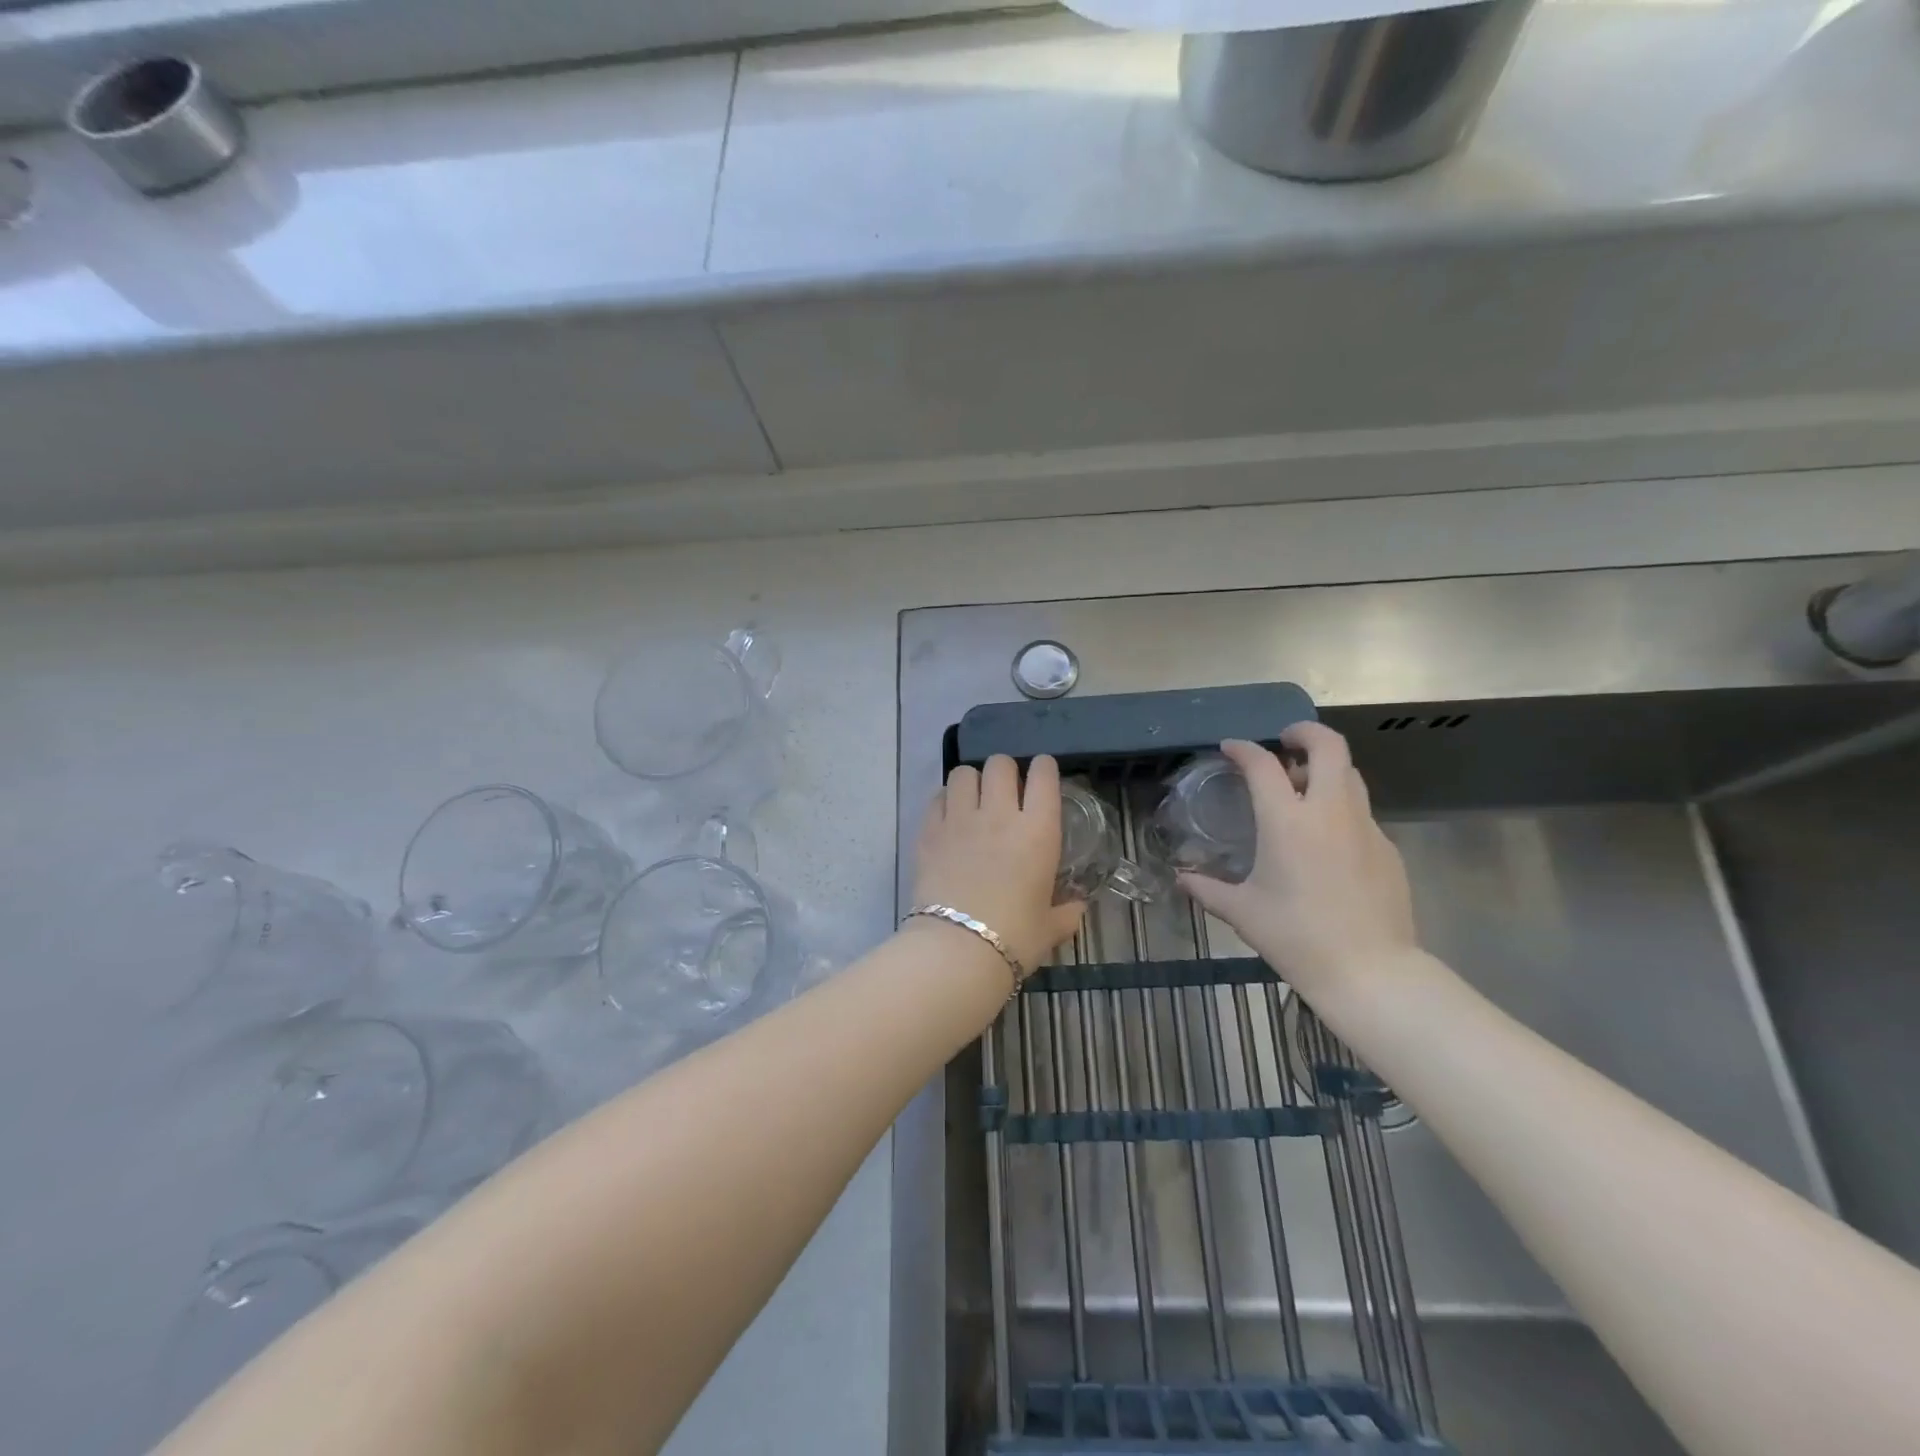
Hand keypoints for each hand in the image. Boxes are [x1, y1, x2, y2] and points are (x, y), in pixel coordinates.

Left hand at [913, 754, 1085, 974]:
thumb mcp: (1049, 928)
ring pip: (963, 773)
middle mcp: (999, 814)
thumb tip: (1077, 907)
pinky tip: (949, 817)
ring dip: (972, 781)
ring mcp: (960, 820)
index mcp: (1038, 831)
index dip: (1044, 768)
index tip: (1042, 774)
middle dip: (1005, 770)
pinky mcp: (928, 832)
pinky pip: (937, 797)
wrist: (957, 951)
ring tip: (973, 799)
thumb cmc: (1015, 939)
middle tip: (1006, 790)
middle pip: (1000, 764)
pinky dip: (945, 800)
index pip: (1044, 775)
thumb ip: (1066, 913)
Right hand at [1178, 727, 1419, 1008]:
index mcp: (1287, 822)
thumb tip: (1181, 879)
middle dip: (1305, 733)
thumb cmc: (1296, 937)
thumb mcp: (1243, 913)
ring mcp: (1364, 828)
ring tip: (1302, 789)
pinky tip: (1326, 841)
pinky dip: (1340, 809)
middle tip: (1285, 741)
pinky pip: (1361, 813)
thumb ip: (1208, 890)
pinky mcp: (1387, 849)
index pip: (1263, 765)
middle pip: (1328, 747)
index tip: (1231, 749)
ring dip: (1325, 769)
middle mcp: (1329, 812)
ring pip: (1350, 775)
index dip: (1243, 749)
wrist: (1370, 971)